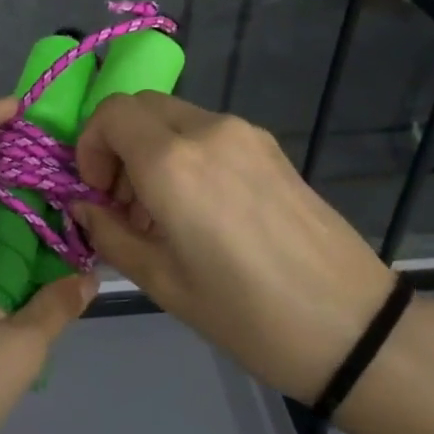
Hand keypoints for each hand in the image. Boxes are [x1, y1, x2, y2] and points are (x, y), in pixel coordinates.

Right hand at [69, 94, 406, 413]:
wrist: (350, 325)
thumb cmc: (244, 313)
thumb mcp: (161, 281)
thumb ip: (109, 233)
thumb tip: (82, 205)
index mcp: (173, 161)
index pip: (111, 113)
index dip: (90, 146)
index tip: (97, 194)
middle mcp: (208, 130)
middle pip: (142, 107)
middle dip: (118, 145)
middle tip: (124, 203)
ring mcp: (246, 134)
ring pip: (176, 117)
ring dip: (153, 150)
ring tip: (163, 213)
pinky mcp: (272, 148)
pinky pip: (210, 133)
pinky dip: (186, 154)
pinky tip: (202, 210)